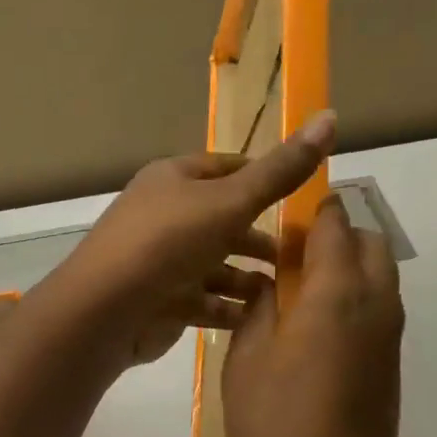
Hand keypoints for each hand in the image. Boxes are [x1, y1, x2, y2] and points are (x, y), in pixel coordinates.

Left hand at [47, 112, 335, 368]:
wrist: (106, 309)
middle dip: (261, 237)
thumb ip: (280, 171)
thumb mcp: (231, 201)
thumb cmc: (168, 242)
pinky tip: (261, 320)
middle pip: (223, 221)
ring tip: (289, 292)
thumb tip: (330, 116)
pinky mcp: (160, 303)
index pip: (228, 169)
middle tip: (304, 255)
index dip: (266, 179)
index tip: (305, 198)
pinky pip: (204, 302)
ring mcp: (160, 262)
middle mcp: (165, 215)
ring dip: (249, 278)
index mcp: (174, 179)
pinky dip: (230, 309)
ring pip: (215, 266)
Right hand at [223, 192, 410, 436]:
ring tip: (294, 296)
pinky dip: (351, 301)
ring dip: (345, 269)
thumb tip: (273, 285)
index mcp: (338, 294)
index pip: (335, 227)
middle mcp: (376, 305)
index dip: (312, 211)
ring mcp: (389, 337)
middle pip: (370, 245)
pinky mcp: (389, 365)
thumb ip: (260, 308)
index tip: (281, 215)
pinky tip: (310, 334)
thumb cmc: (278, 423)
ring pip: (378, 278)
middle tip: (287, 260)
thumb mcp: (246, 359)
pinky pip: (376, 309)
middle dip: (336, 237)